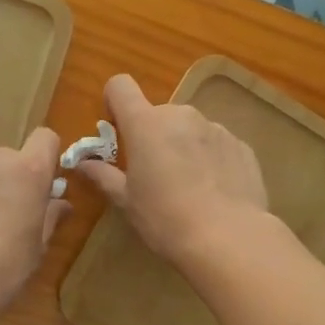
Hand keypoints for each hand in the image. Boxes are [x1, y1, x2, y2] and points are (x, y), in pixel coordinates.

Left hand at [0, 129, 68, 315]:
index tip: (43, 183)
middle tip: (4, 214)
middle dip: (7, 178)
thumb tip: (61, 203)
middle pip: (6, 157)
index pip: (45, 139)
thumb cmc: (3, 267)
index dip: (46, 157)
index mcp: (28, 171)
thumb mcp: (37, 248)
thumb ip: (50, 218)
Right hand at [77, 74, 268, 266]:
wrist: (229, 238)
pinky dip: (210, 159)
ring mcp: (215, 128)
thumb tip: (83, 163)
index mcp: (146, 124)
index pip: (121, 86)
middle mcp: (181, 115)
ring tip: (189, 187)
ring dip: (183, 146)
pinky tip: (214, 192)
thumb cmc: (166, 219)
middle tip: (154, 175)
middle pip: (157, 114)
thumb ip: (104, 176)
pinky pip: (216, 144)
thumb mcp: (127, 202)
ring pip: (189, 129)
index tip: (117, 130)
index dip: (115, 102)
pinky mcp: (241, 145)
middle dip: (152, 136)